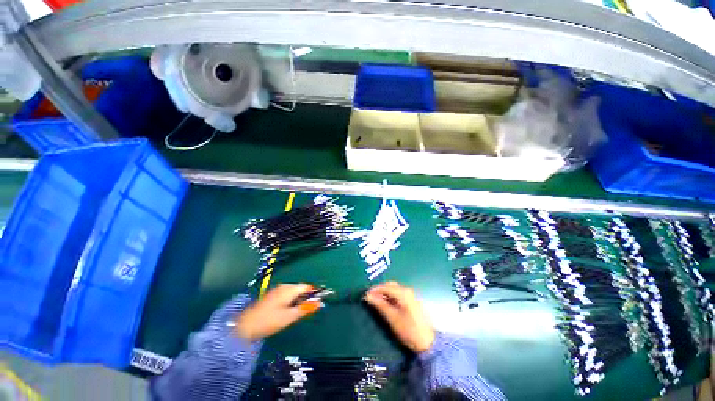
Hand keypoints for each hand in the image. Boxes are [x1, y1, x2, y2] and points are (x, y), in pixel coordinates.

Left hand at [236, 284, 321, 341]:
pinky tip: (285, 312)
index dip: (314, 294)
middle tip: (304, 312)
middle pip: (301, 289)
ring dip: (297, 301)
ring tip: (294, 314)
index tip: (317, 304)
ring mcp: (277, 290)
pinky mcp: (272, 295)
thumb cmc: (269, 321)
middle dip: (305, 298)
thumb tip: (319, 303)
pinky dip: (290, 302)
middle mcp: (284, 286)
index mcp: (289, 289)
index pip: (307, 287)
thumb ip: (305, 309)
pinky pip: (287, 295)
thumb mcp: (289, 317)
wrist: (244, 327)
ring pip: (294, 292)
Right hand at [364, 282, 434, 352]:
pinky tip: (386, 303)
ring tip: (376, 300)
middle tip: (370, 297)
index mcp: (403, 293)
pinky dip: (390, 296)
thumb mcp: (392, 318)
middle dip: (379, 290)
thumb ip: (380, 305)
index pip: (386, 287)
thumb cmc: (409, 330)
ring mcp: (411, 295)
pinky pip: (398, 294)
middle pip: (390, 285)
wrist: (428, 343)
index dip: (375, 290)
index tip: (365, 295)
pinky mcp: (412, 301)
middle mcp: (407, 291)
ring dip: (385, 292)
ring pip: (394, 289)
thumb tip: (368, 296)